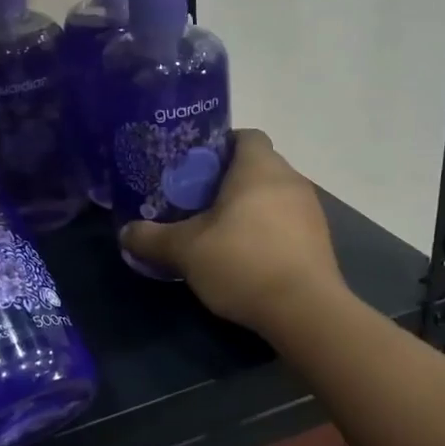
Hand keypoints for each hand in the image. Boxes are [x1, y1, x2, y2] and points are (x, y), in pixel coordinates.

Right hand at [120, 129, 345, 334]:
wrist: (305, 310)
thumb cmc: (242, 262)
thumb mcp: (186, 251)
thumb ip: (152, 239)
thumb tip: (125, 233)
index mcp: (259, 167)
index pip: (245, 135)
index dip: (219, 146)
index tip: (194, 169)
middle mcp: (290, 179)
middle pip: (257, 166)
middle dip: (227, 181)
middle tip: (196, 203)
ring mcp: (310, 210)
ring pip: (272, 196)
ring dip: (248, 208)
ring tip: (219, 233)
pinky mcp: (319, 240)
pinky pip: (286, 223)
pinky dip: (266, 231)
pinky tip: (246, 257)